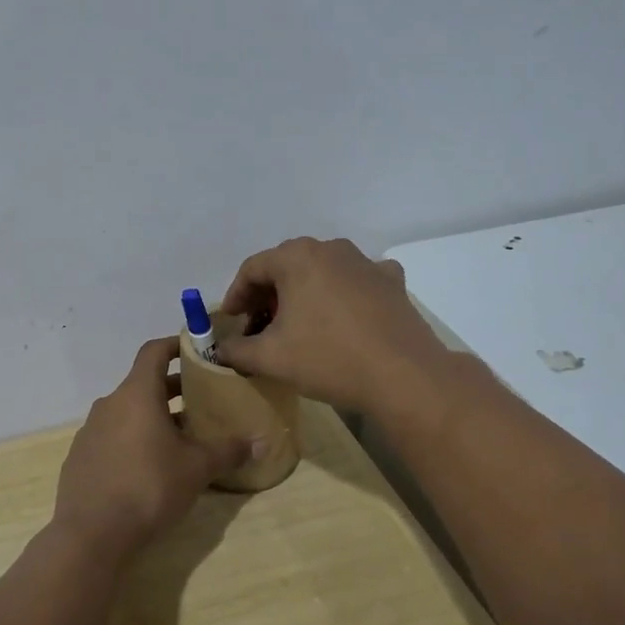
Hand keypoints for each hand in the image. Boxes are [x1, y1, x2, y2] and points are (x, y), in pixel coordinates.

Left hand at [54, 338, 253, 556]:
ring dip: (153, 417)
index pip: (153, 351)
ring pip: (127, 412)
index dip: (175, 345)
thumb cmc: (149, 487)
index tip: (196, 351)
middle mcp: (109, 404)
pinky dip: (132, 440)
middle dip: (172, 389)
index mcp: (136, 394)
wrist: (91, 535)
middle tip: (201, 401)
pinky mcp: (80, 458)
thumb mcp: (197, 468)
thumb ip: (229, 450)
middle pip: (143, 384)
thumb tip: (261, 441)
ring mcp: (90, 431)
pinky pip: (111, 437)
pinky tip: (148, 468)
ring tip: (180, 438)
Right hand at [216, 237, 446, 415]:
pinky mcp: (391, 282)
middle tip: (259, 327)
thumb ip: (236, 351)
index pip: (252, 269)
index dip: (236, 296)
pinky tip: (342, 318)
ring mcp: (365, 262)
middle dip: (268, 296)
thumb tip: (221, 351)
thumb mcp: (270, 359)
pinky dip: (341, 295)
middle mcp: (331, 248)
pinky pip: (356, 281)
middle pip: (287, 267)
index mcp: (297, 257)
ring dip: (303, 294)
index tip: (231, 322)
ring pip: (322, 272)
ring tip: (298, 326)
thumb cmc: (328, 358)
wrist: (403, 376)